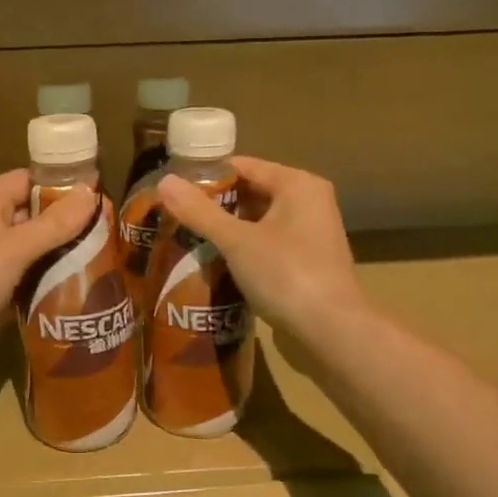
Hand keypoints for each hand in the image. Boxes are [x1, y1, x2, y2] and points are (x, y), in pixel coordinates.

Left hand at [0, 169, 94, 400]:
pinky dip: (56, 284)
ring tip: (113, 261)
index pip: (32, 181)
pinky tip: (89, 289)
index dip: (66, 186)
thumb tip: (93, 191)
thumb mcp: (10, 250)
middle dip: (74, 225)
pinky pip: (33, 281)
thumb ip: (53, 223)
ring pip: (39, 252)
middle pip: (39, 217)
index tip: (106, 198)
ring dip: (68, 257)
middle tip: (116, 234)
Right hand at [155, 157, 365, 336]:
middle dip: (216, 205)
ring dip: (229, 229)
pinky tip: (219, 262)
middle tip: (177, 217)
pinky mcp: (310, 259)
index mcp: (297, 184)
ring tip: (191, 238)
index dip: (207, 177)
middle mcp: (310, 200)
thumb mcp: (237, 242)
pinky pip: (270, 242)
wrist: (333, 330)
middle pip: (252, 192)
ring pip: (260, 220)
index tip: (174, 191)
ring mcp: (312, 231)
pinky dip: (246, 248)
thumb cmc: (286, 275)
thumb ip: (200, 212)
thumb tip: (164, 181)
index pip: (243, 166)